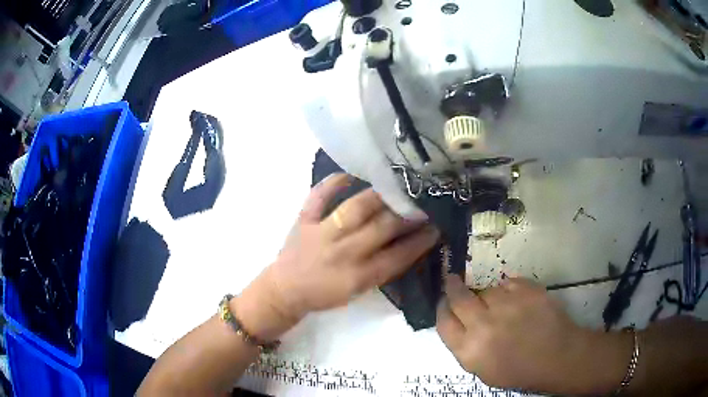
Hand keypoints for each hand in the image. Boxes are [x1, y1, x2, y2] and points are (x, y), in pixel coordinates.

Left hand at [239, 174, 438, 339]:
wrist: (285, 290)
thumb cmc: (325, 294)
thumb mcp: (359, 291)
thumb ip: (383, 269)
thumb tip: (409, 244)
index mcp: (359, 276)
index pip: (398, 256)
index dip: (420, 241)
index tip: (437, 227)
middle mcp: (343, 252)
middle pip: (382, 228)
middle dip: (407, 214)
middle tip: (424, 201)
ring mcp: (322, 233)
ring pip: (355, 209)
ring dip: (380, 196)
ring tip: (397, 185)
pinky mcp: (303, 220)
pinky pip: (318, 196)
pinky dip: (333, 182)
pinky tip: (350, 173)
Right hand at [437, 275, 616, 392]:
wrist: (556, 356)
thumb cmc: (519, 371)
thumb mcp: (482, 371)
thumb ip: (465, 348)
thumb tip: (458, 323)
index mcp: (469, 349)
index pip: (443, 322)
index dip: (441, 309)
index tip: (444, 302)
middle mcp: (483, 324)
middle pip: (458, 297)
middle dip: (453, 287)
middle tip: (453, 280)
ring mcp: (507, 304)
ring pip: (487, 289)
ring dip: (489, 296)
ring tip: (503, 307)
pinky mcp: (527, 289)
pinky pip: (509, 282)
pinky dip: (509, 290)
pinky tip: (517, 301)